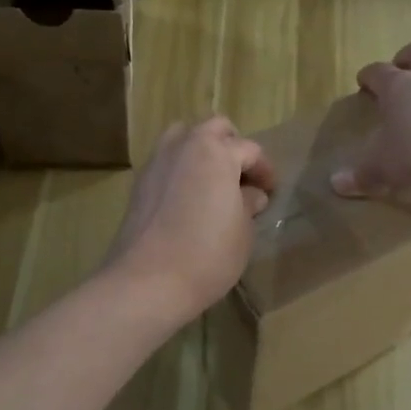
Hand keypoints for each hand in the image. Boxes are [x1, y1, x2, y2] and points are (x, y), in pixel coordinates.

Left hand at [103, 117, 275, 324]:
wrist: (147, 280)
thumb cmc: (207, 254)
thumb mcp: (243, 231)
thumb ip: (248, 204)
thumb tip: (250, 194)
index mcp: (216, 151)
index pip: (249, 150)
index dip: (265, 170)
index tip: (271, 191)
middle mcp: (184, 145)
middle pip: (214, 129)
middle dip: (232, 146)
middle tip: (243, 177)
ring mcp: (157, 161)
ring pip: (184, 137)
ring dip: (202, 150)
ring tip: (213, 182)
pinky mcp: (139, 182)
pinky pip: (166, 161)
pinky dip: (181, 168)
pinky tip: (188, 198)